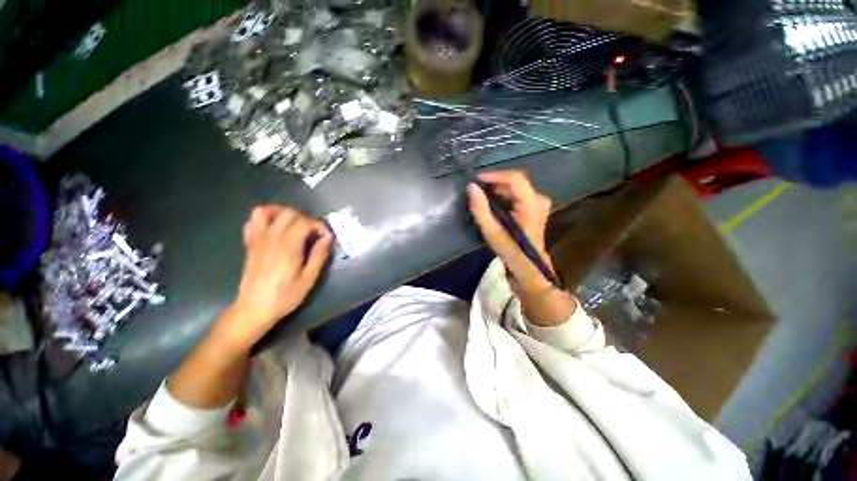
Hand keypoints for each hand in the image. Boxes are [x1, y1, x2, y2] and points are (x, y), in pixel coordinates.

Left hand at [216, 205, 331, 351]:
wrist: (254, 308)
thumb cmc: (285, 296)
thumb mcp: (309, 278)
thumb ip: (319, 255)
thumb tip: (328, 237)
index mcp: (288, 246)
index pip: (304, 222)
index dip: (319, 225)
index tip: (326, 237)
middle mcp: (271, 238)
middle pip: (288, 213)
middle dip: (305, 219)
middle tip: (313, 233)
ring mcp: (257, 239)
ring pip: (266, 211)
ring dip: (282, 212)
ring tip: (294, 223)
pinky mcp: (249, 244)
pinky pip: (252, 222)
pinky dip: (264, 218)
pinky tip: (275, 228)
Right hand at [467, 170, 553, 292]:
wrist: (528, 265)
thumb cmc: (510, 251)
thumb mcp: (492, 232)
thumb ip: (480, 209)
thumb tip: (471, 187)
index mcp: (531, 205)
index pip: (515, 179)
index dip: (495, 175)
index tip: (477, 180)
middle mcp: (539, 199)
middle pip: (515, 181)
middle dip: (495, 183)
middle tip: (478, 191)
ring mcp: (539, 202)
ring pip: (516, 186)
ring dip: (498, 189)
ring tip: (483, 197)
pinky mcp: (535, 206)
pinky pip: (518, 193)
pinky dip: (504, 195)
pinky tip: (493, 203)